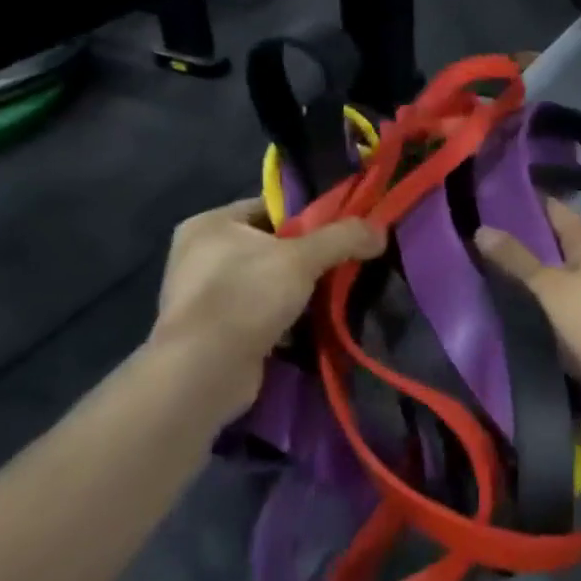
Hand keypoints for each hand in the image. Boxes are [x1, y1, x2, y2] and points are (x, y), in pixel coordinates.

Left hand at [149, 198, 383, 401]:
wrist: (204, 372)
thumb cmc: (246, 296)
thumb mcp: (302, 258)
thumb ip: (343, 238)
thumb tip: (380, 230)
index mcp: (211, 224)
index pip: (271, 208)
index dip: (310, 215)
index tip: (344, 229)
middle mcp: (200, 255)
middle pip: (271, 245)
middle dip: (308, 257)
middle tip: (345, 263)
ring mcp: (205, 296)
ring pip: (268, 282)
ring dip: (298, 290)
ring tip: (335, 293)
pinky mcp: (215, 331)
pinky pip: (260, 313)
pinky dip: (285, 318)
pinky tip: (313, 323)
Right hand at [474, 201, 580, 440]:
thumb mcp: (551, 286)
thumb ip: (516, 258)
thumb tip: (481, 228)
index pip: (552, 209)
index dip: (520, 203)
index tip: (483, 201)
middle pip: (552, 241)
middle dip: (517, 240)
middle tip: (471, 238)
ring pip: (553, 273)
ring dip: (525, 273)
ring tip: (479, 268)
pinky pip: (556, 302)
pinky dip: (535, 300)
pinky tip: (507, 304)